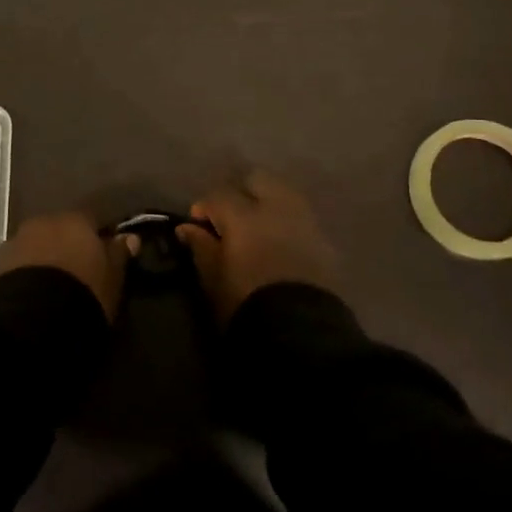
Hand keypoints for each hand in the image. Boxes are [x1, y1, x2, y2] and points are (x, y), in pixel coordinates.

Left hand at [0, 212, 133, 320]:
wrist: (32, 320)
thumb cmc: (83, 293)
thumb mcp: (112, 278)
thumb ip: (119, 254)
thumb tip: (129, 237)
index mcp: (75, 220)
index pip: (91, 220)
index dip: (97, 238)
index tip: (103, 258)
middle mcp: (43, 222)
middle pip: (59, 230)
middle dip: (66, 246)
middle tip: (75, 273)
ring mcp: (16, 241)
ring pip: (36, 245)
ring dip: (44, 259)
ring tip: (51, 287)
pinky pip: (17, 264)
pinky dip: (25, 274)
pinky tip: (32, 295)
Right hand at [178, 172, 335, 322]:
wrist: (300, 332)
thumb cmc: (246, 303)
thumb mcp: (213, 278)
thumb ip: (201, 247)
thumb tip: (187, 228)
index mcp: (243, 215)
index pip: (218, 195)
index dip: (204, 208)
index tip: (197, 226)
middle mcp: (276, 208)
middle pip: (257, 180)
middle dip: (241, 193)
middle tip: (230, 218)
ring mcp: (304, 221)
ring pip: (283, 195)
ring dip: (267, 204)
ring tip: (257, 229)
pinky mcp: (324, 241)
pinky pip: (301, 218)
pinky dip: (287, 223)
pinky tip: (279, 244)